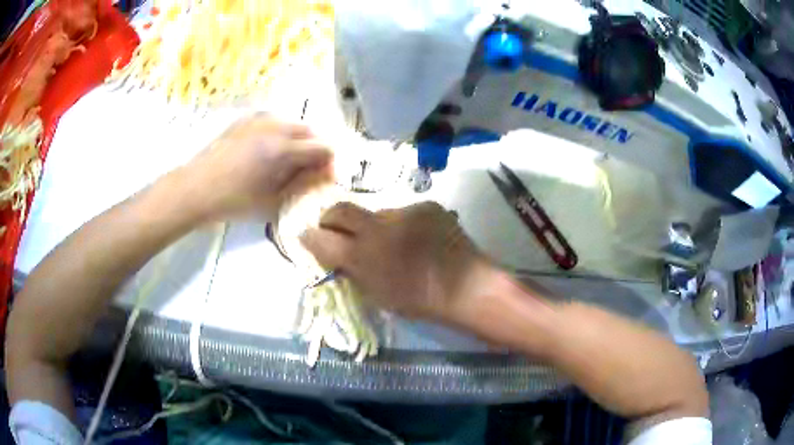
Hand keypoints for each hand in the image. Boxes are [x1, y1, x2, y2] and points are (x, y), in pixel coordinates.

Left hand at [176, 114, 332, 220]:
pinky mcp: (245, 119)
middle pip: (311, 131)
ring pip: (292, 123)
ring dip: (298, 139)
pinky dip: (279, 132)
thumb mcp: (272, 201)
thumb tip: (319, 175)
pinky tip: (267, 149)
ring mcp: (259, 119)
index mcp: (284, 149)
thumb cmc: (233, 201)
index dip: (329, 163)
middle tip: (307, 170)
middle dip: (315, 149)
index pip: (324, 148)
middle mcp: (276, 126)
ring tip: (287, 159)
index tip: (324, 177)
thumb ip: (300, 185)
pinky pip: (272, 120)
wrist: (195, 188)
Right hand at [299, 201, 494, 321]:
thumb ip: (352, 271)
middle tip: (336, 227)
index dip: (311, 236)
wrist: (466, 286)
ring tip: (395, 242)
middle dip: (332, 218)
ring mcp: (404, 211)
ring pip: (377, 213)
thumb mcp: (377, 294)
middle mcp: (378, 226)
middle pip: (341, 210)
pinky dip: (404, 225)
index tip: (309, 235)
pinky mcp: (426, 205)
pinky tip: (419, 239)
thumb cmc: (420, 300)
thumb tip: (337, 254)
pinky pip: (405, 213)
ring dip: (377, 226)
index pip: (322, 237)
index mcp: (364, 255)